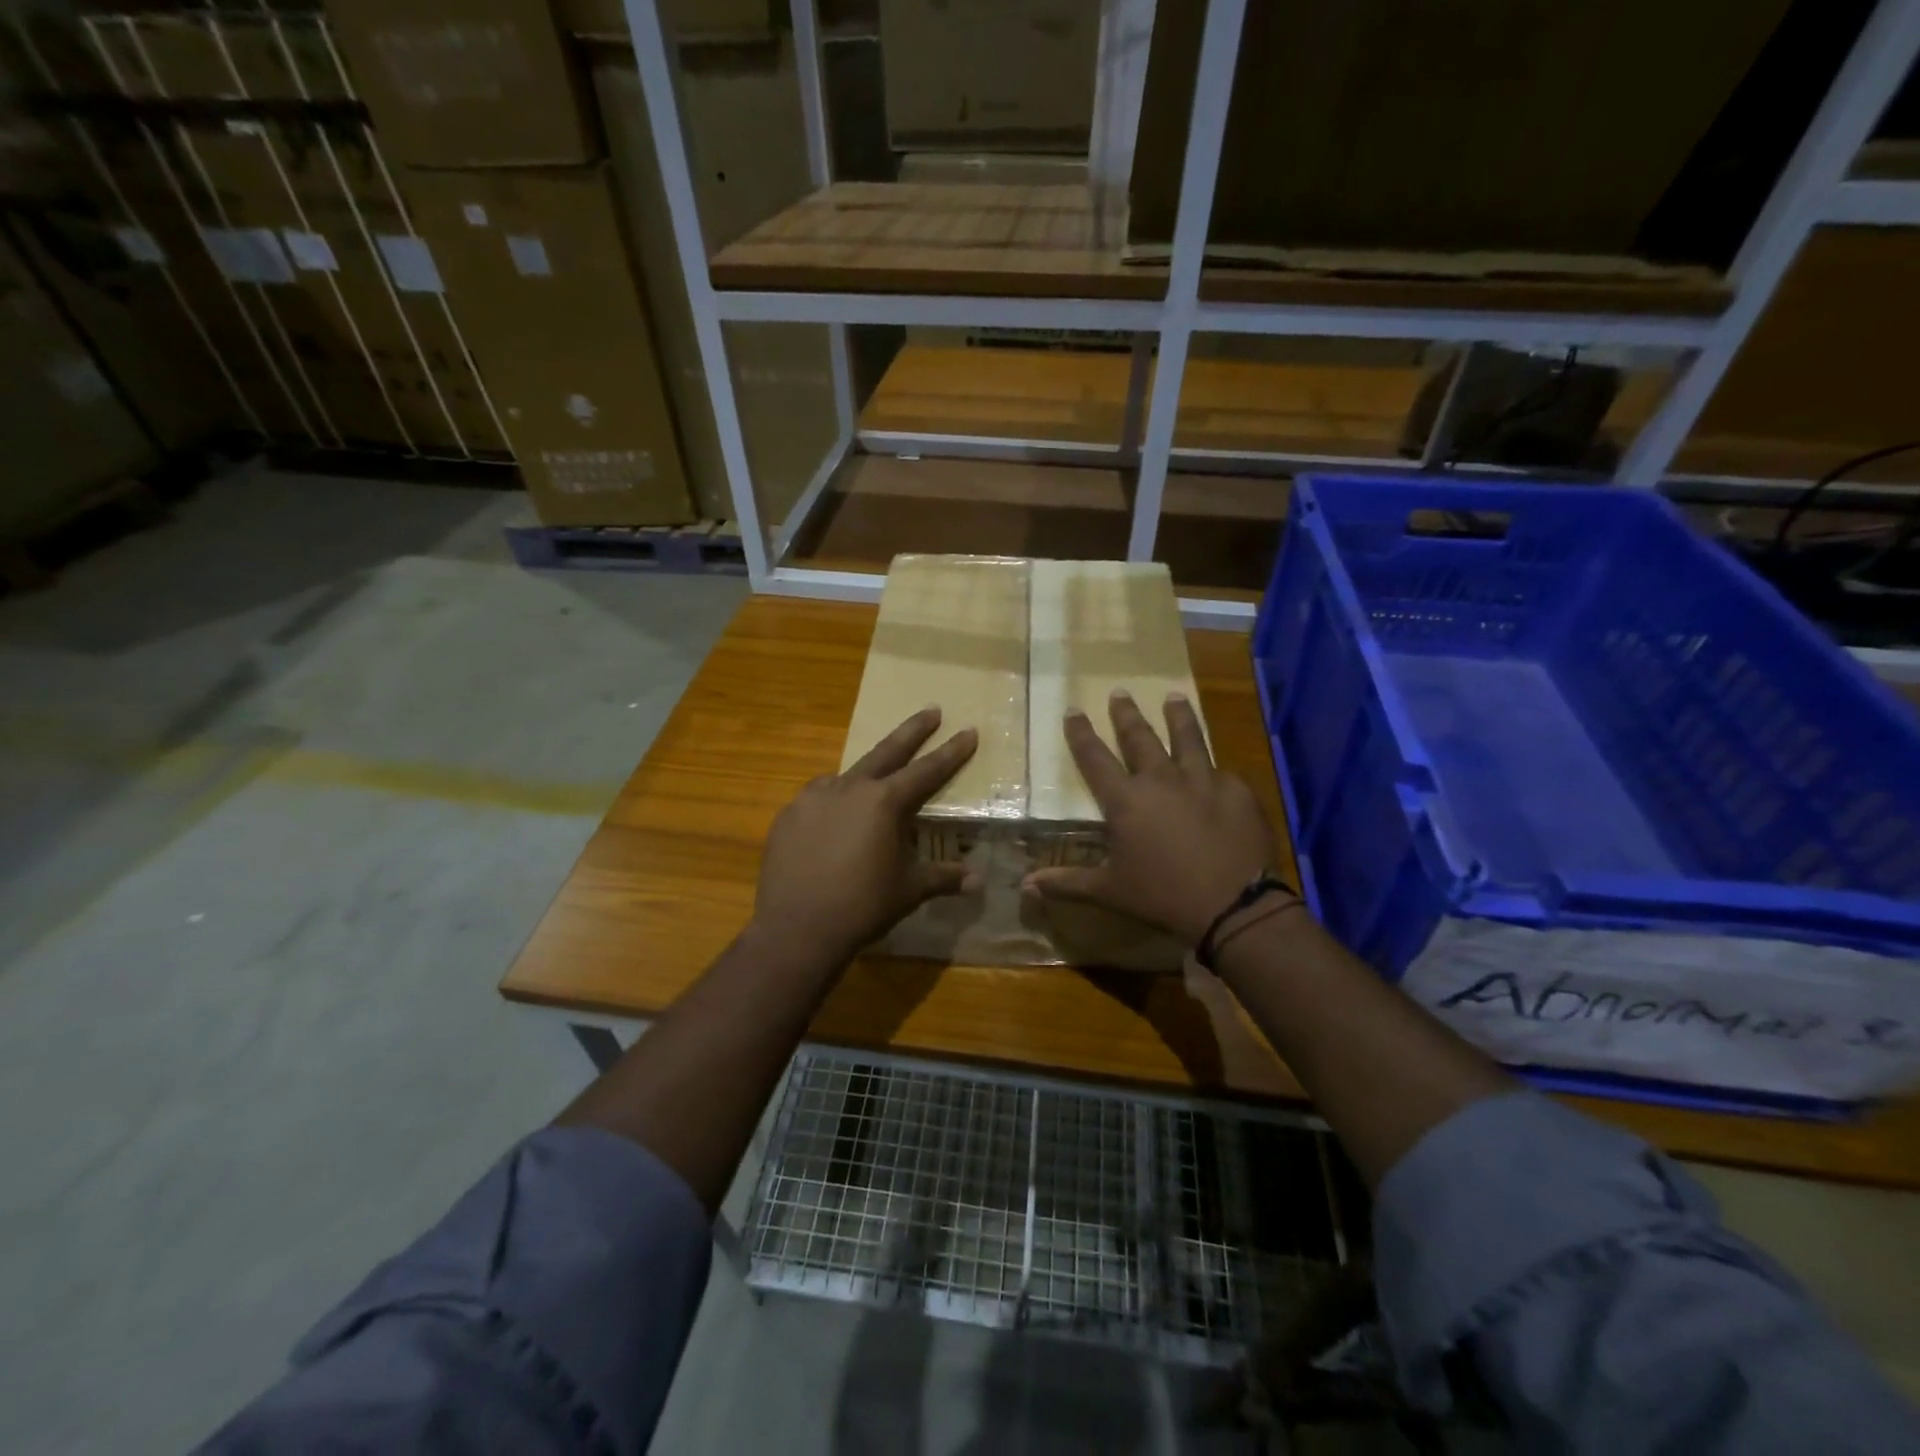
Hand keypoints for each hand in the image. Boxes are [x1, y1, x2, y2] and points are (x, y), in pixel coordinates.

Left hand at [752, 707, 977, 963]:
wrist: (797, 928)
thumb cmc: (862, 906)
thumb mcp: (908, 890)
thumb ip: (942, 878)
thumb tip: (977, 881)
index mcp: (884, 802)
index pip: (927, 770)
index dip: (951, 751)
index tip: (968, 730)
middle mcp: (849, 789)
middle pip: (887, 751)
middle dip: (912, 730)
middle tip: (930, 710)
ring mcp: (813, 798)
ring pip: (846, 776)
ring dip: (866, 773)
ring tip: (873, 782)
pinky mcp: (788, 816)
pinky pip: (817, 799)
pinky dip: (832, 802)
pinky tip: (833, 820)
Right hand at [1025, 690, 1275, 942]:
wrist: (1233, 904)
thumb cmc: (1162, 895)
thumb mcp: (1110, 890)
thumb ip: (1068, 882)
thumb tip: (1025, 885)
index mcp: (1126, 800)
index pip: (1095, 757)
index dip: (1081, 733)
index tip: (1073, 709)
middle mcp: (1161, 780)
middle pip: (1140, 737)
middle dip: (1126, 714)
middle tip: (1120, 691)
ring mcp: (1203, 781)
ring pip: (1188, 738)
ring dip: (1178, 716)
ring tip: (1175, 697)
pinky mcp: (1238, 791)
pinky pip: (1224, 773)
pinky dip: (1216, 770)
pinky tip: (1220, 770)